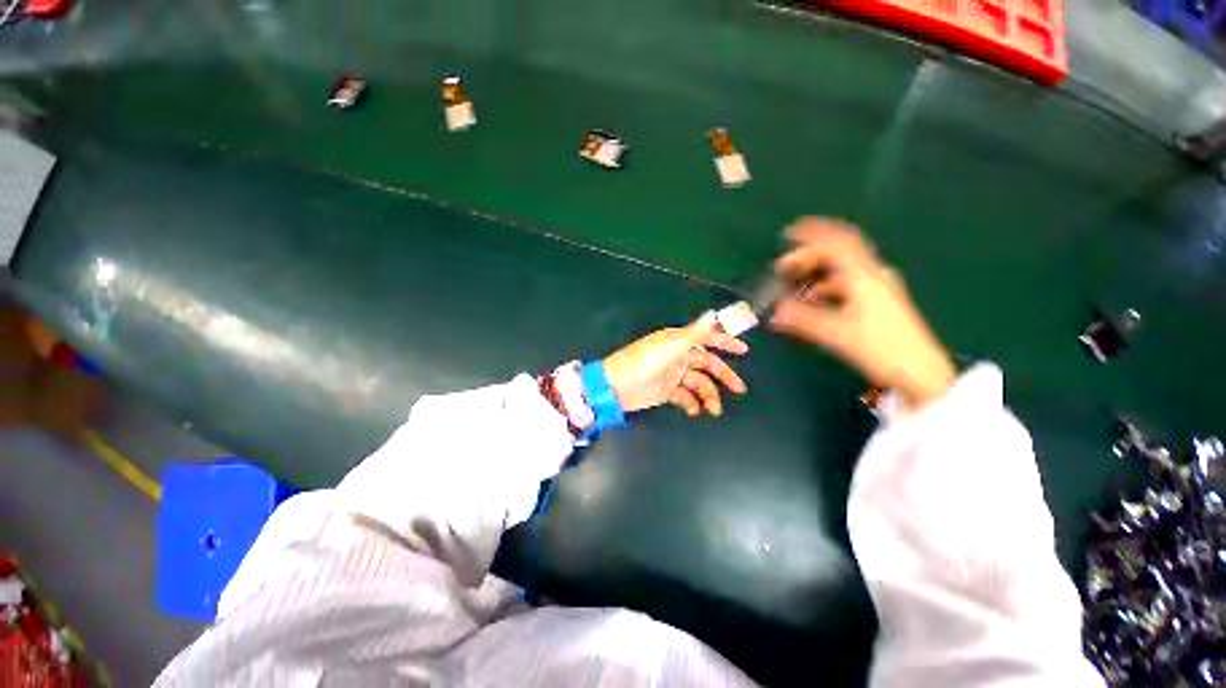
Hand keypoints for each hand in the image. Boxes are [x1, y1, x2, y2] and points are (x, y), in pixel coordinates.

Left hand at [603, 313, 748, 416]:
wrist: (616, 387)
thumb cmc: (642, 363)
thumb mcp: (669, 347)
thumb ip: (692, 334)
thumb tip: (712, 317)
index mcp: (677, 341)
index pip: (706, 338)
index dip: (724, 342)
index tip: (744, 350)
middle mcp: (677, 356)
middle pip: (706, 364)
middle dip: (723, 375)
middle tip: (739, 389)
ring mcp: (672, 374)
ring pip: (698, 383)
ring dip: (708, 395)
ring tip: (713, 410)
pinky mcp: (666, 391)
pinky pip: (684, 396)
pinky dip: (691, 403)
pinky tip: (694, 411)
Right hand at [769, 218, 955, 410]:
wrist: (919, 371)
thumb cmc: (880, 347)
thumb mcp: (836, 333)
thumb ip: (802, 320)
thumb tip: (774, 313)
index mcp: (863, 276)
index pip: (836, 243)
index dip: (811, 234)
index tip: (787, 233)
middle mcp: (872, 275)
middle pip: (837, 254)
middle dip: (807, 257)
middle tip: (783, 268)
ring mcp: (877, 288)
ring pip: (840, 271)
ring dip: (815, 275)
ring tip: (793, 288)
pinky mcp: (878, 302)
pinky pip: (846, 286)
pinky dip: (825, 289)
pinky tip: (813, 302)